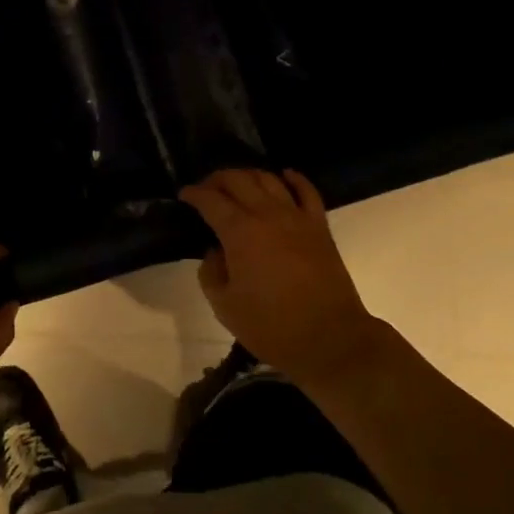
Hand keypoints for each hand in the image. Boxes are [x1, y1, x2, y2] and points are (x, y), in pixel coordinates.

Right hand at [179, 169, 383, 386]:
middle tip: (207, 188)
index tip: (184, 195)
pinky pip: (307, 191)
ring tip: (238, 183)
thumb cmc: (272, 326)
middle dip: (217, 179)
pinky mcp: (319, 226)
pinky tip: (284, 175)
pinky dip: (294, 178)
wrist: (330, 338)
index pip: (211, 200)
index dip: (194, 193)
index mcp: (239, 232)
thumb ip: (211, 272)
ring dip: (249, 175)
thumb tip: (214, 251)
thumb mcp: (225, 306)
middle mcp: (267, 214)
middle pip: (238, 180)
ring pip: (269, 179)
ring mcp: (296, 217)